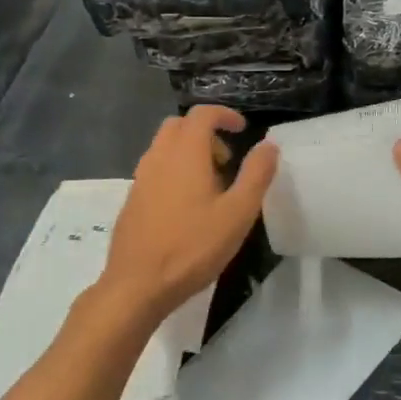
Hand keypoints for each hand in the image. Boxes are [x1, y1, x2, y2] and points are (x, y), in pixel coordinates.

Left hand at [103, 106, 277, 319]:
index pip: (202, 114)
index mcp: (185, 153)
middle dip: (205, 132)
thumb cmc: (193, 247)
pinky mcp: (132, 200)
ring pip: (164, 147)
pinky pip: (155, 170)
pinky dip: (174, 171)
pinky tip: (188, 208)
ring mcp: (140, 179)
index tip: (242, 129)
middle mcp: (158, 157)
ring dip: (189, 153)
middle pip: (179, 126)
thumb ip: (256, 175)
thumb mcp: (238, 213)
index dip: (224, 115)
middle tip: (227, 160)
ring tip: (211, 187)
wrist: (137, 285)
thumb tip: (269, 146)